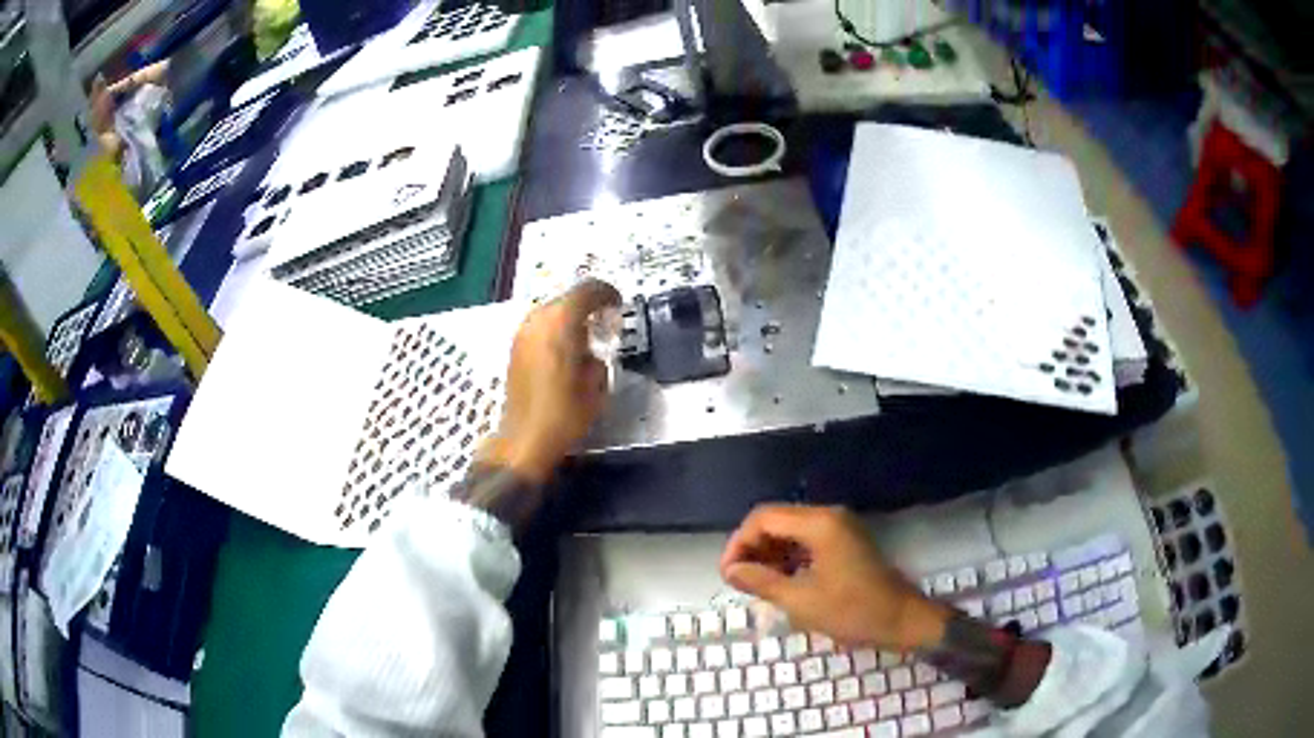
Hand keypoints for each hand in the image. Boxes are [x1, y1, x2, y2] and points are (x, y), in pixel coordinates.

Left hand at [478, 279, 621, 483]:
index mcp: (561, 321)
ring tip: (586, 339)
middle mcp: (538, 319)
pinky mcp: (515, 347)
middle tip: (605, 324)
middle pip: (568, 298)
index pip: (588, 290)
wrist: (525, 439)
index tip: (619, 307)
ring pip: (552, 311)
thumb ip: (597, 356)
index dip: (608, 294)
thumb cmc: (565, 413)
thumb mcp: (596, 385)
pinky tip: (566, 352)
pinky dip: (556, 330)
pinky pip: (541, 326)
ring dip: (570, 318)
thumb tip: (592, 351)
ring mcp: (523, 332)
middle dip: (589, 306)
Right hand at [720, 505, 952, 651]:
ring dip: (768, 553)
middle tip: (738, 580)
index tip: (727, 574)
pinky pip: (806, 540)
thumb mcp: (801, 601)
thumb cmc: (853, 611)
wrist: (903, 619)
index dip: (739, 543)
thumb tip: (730, 570)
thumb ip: (761, 581)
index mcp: (819, 523)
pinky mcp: (844, 542)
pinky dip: (787, 557)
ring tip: (754, 584)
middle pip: (776, 520)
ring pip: (790, 531)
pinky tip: (779, 581)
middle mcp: (828, 516)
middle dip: (752, 548)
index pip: (763, 518)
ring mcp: (839, 528)